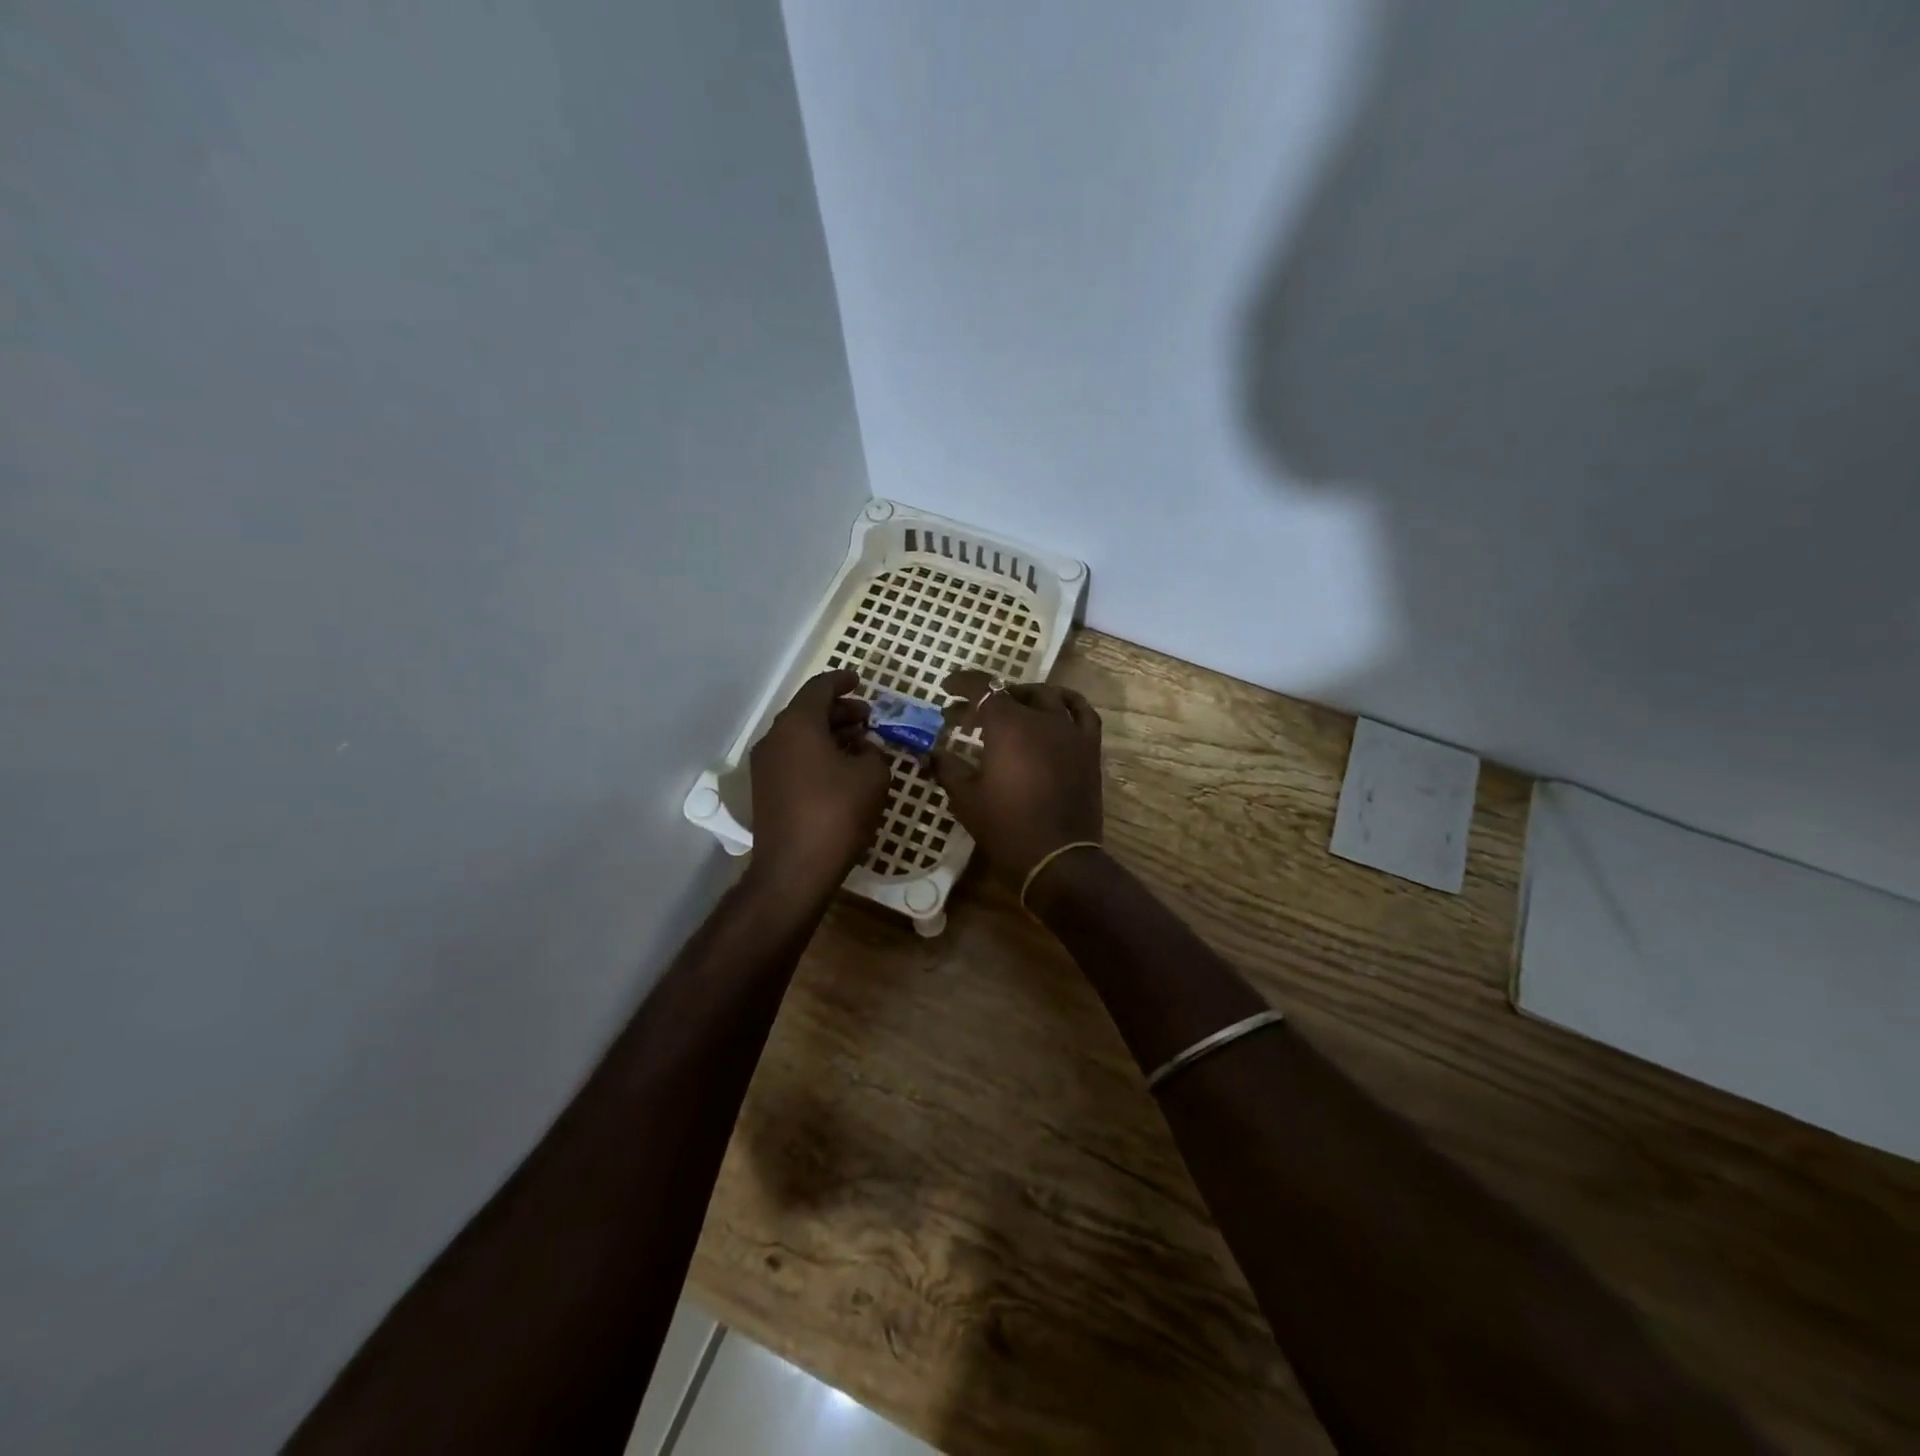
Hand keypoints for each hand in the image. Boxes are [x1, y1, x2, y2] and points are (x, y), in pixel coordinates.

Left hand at [748, 670, 890, 900]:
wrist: (794, 869)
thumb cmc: (836, 813)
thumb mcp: (872, 777)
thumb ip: (873, 752)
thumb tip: (865, 749)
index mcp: (798, 724)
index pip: (820, 688)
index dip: (842, 681)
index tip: (859, 680)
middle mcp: (776, 738)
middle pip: (809, 712)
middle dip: (840, 711)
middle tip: (869, 717)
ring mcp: (766, 766)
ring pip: (801, 736)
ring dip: (830, 734)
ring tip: (861, 743)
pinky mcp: (767, 790)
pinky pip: (795, 758)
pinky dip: (818, 754)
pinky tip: (843, 770)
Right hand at [933, 671, 1103, 881]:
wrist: (1057, 858)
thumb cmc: (1006, 827)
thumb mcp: (965, 798)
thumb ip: (947, 767)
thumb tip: (932, 752)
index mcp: (1007, 725)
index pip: (982, 689)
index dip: (962, 684)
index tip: (947, 689)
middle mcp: (1040, 718)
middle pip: (1011, 693)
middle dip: (985, 698)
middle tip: (967, 716)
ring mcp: (1069, 730)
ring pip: (1046, 696)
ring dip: (1023, 696)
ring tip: (1009, 707)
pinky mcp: (1089, 747)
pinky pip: (1082, 711)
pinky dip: (1066, 702)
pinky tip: (1056, 706)